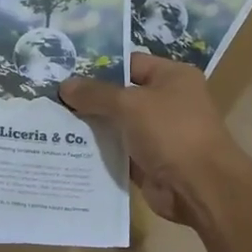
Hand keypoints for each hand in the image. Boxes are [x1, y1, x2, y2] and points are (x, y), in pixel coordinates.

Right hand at [59, 53, 247, 227]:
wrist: (201, 188)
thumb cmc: (171, 132)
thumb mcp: (130, 105)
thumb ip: (96, 94)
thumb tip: (64, 86)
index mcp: (172, 77)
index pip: (129, 63)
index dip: (98, 67)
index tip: (64, 72)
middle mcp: (167, 101)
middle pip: (120, 95)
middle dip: (89, 99)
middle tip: (51, 98)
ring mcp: (159, 133)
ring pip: (117, 124)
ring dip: (91, 127)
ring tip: (52, 123)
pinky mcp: (149, 161)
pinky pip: (118, 151)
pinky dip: (99, 152)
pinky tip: (67, 150)